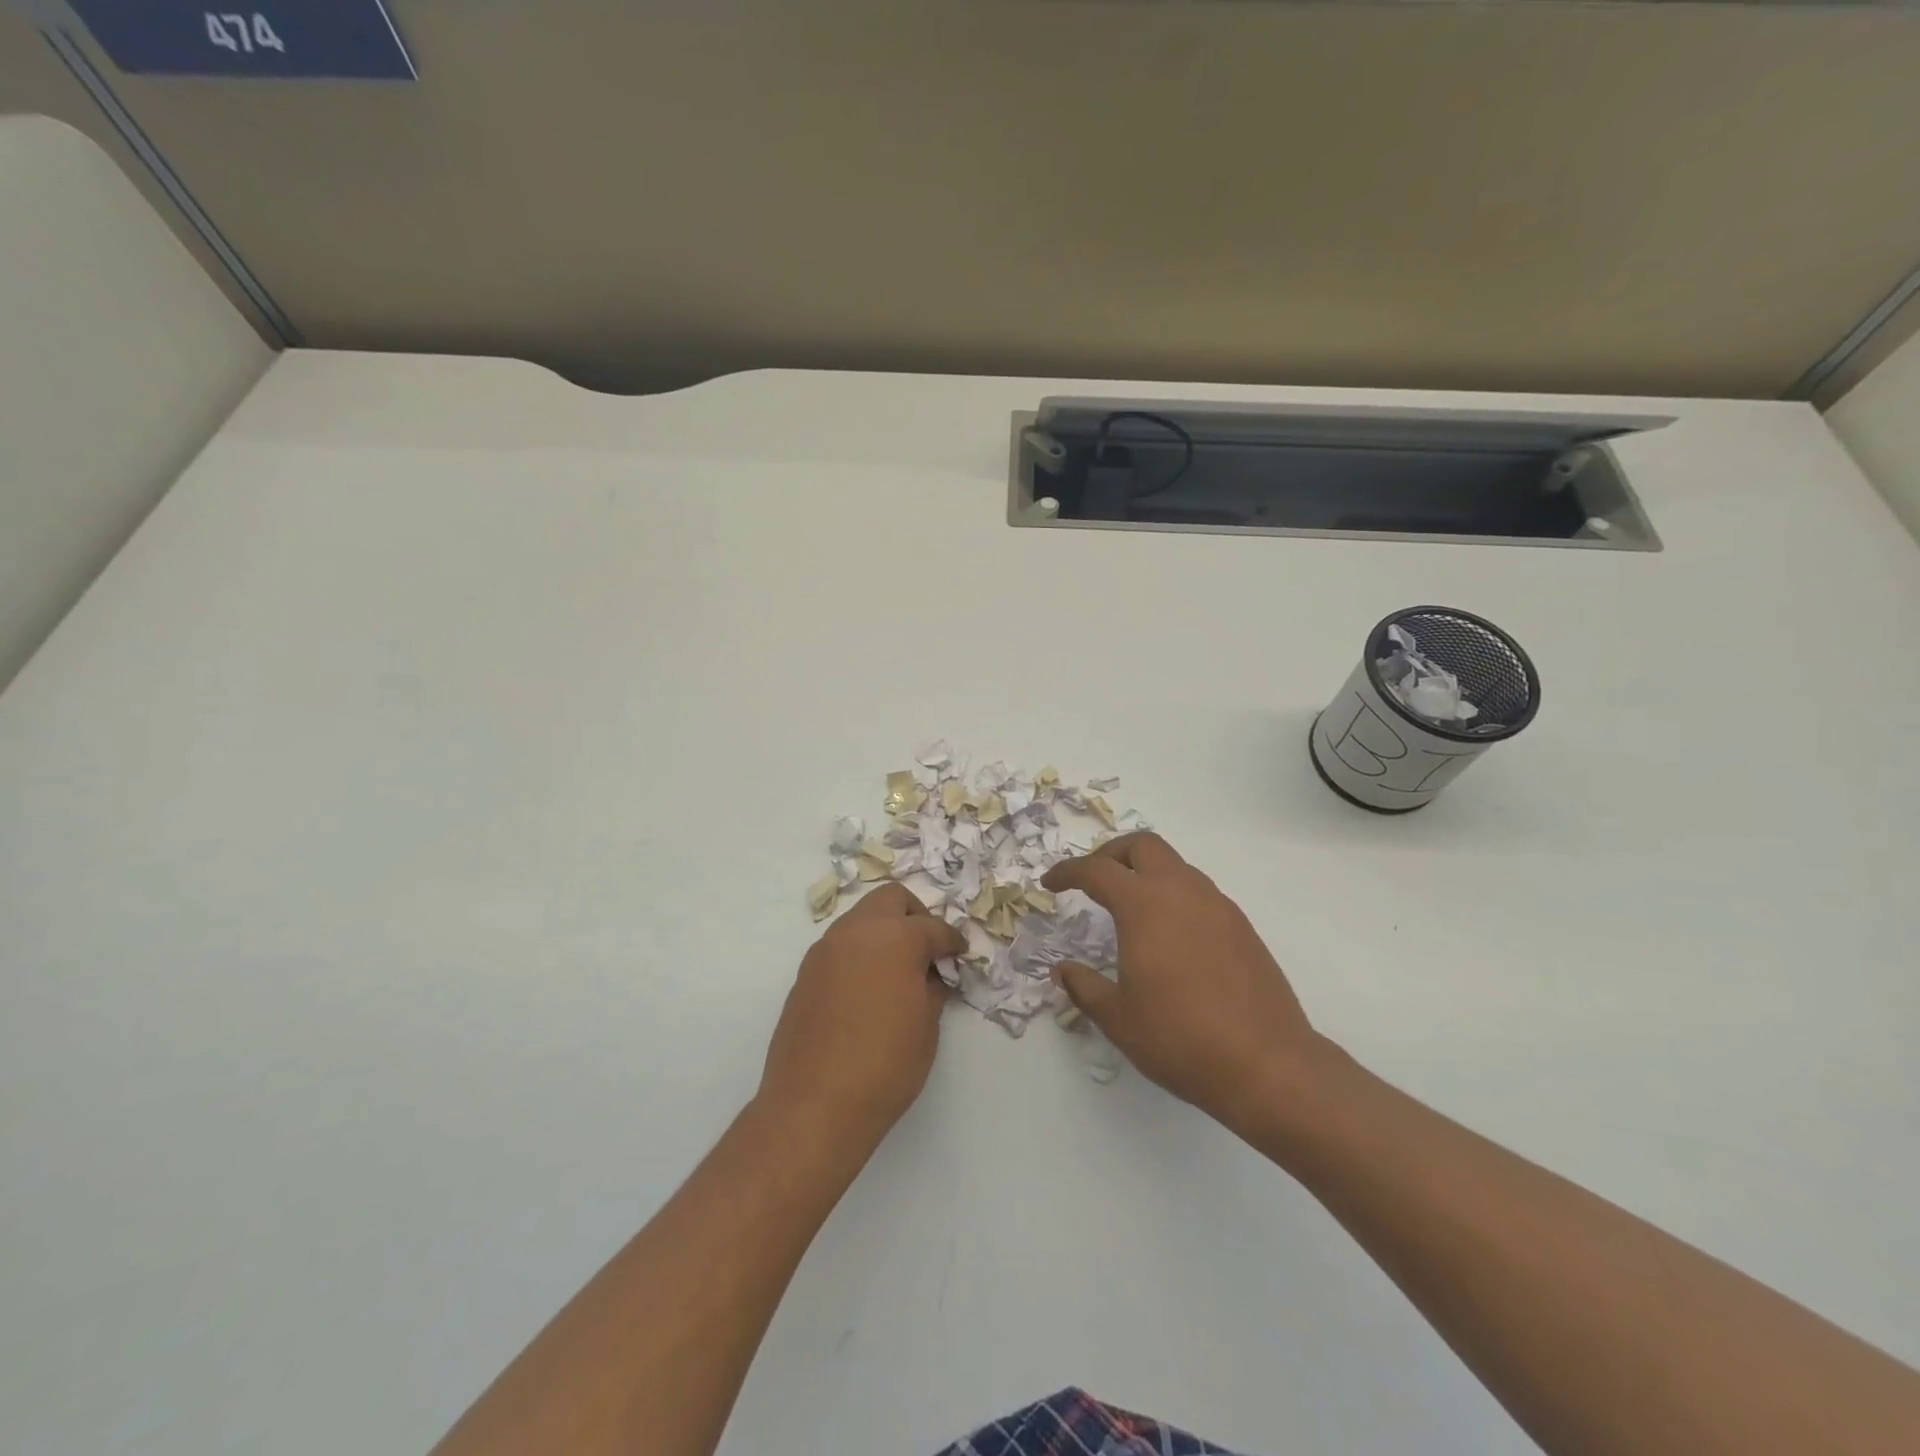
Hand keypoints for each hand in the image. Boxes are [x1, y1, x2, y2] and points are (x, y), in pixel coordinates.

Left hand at [760, 883, 965, 1144]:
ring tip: (896, 970)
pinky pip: (840, 946)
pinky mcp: (805, 973)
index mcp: (895, 938)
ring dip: (882, 931)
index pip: (933, 927)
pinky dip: (859, 953)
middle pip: (890, 899)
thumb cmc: (884, 1065)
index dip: (951, 941)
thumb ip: (932, 989)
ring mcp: (825, 950)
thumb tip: (931, 976)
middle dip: (914, 916)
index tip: (959, 955)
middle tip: (926, 950)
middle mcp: (857, 932)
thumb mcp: (926, 1027)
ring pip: (860, 918)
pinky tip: (867, 989)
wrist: (814, 1105)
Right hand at [1043, 833, 1321, 1129]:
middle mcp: (1182, 892)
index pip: (1097, 871)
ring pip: (1175, 865)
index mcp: (1145, 906)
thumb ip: (1085, 986)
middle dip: (1112, 854)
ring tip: (1130, 907)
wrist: (1267, 1065)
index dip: (1068, 871)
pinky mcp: (1242, 926)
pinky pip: (1199, 892)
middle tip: (1094, 880)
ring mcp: (1218, 906)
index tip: (1051, 883)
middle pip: (1143, 846)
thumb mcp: (1119, 1018)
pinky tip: (1170, 934)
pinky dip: (1174, 895)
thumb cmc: (1180, 1039)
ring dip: (1147, 873)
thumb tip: (1063, 970)